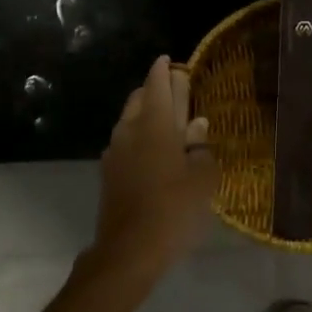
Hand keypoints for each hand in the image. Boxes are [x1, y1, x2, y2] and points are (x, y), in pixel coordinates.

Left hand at [93, 56, 217, 281]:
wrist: (129, 250)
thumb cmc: (174, 209)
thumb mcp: (203, 178)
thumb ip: (201, 147)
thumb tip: (197, 126)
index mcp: (155, 123)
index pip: (157, 84)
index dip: (163, 69)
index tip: (170, 60)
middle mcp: (130, 129)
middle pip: (140, 98)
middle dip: (155, 90)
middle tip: (177, 93)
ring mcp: (115, 151)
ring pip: (129, 119)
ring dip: (146, 114)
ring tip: (169, 123)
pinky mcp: (108, 172)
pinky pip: (125, 141)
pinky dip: (139, 136)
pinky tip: (154, 152)